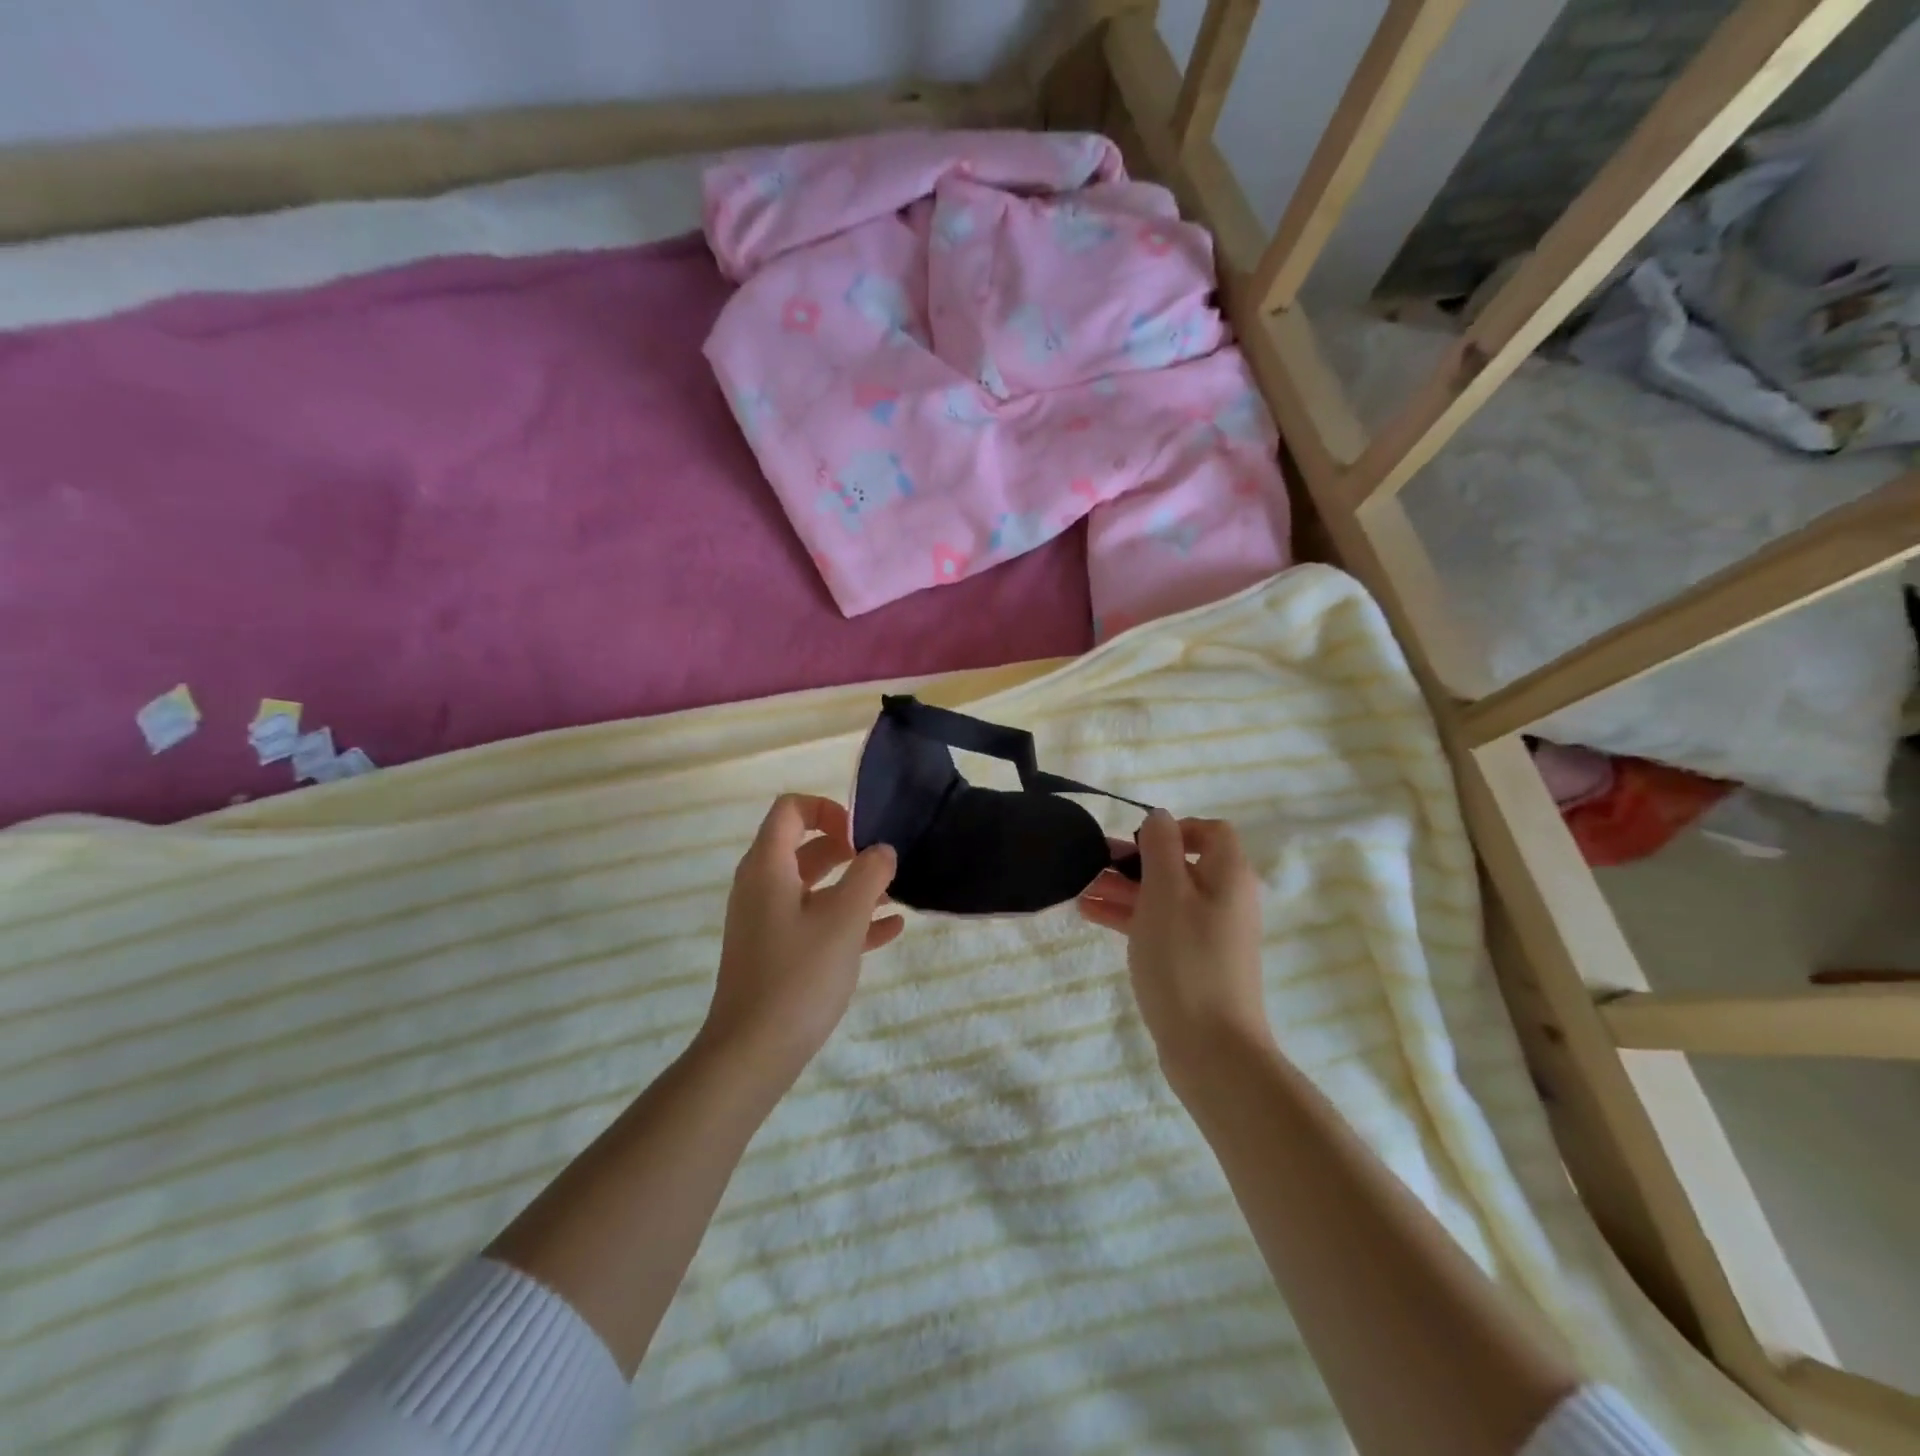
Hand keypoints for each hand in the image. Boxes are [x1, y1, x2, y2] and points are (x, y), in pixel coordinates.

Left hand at [700, 795, 902, 1081]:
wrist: (752, 1053)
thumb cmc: (799, 976)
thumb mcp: (843, 919)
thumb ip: (869, 875)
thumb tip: (881, 850)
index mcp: (768, 867)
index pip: (791, 810)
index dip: (828, 810)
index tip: (862, 835)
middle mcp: (762, 886)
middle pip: (805, 847)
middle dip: (848, 849)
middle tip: (884, 863)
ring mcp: (768, 921)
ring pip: (814, 886)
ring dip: (853, 885)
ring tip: (895, 894)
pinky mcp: (777, 952)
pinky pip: (815, 920)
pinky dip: (847, 917)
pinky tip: (889, 930)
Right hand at [1078, 810, 1269, 1075]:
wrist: (1211, 1051)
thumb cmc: (1185, 960)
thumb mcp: (1166, 894)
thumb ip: (1161, 848)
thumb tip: (1160, 816)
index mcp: (1229, 877)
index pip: (1211, 833)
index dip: (1175, 829)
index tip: (1137, 841)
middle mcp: (1225, 901)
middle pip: (1180, 865)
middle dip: (1135, 860)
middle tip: (1092, 860)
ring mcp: (1209, 935)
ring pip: (1164, 897)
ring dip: (1125, 888)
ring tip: (1080, 887)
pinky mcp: (1192, 963)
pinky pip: (1159, 926)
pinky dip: (1130, 916)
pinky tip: (1090, 913)